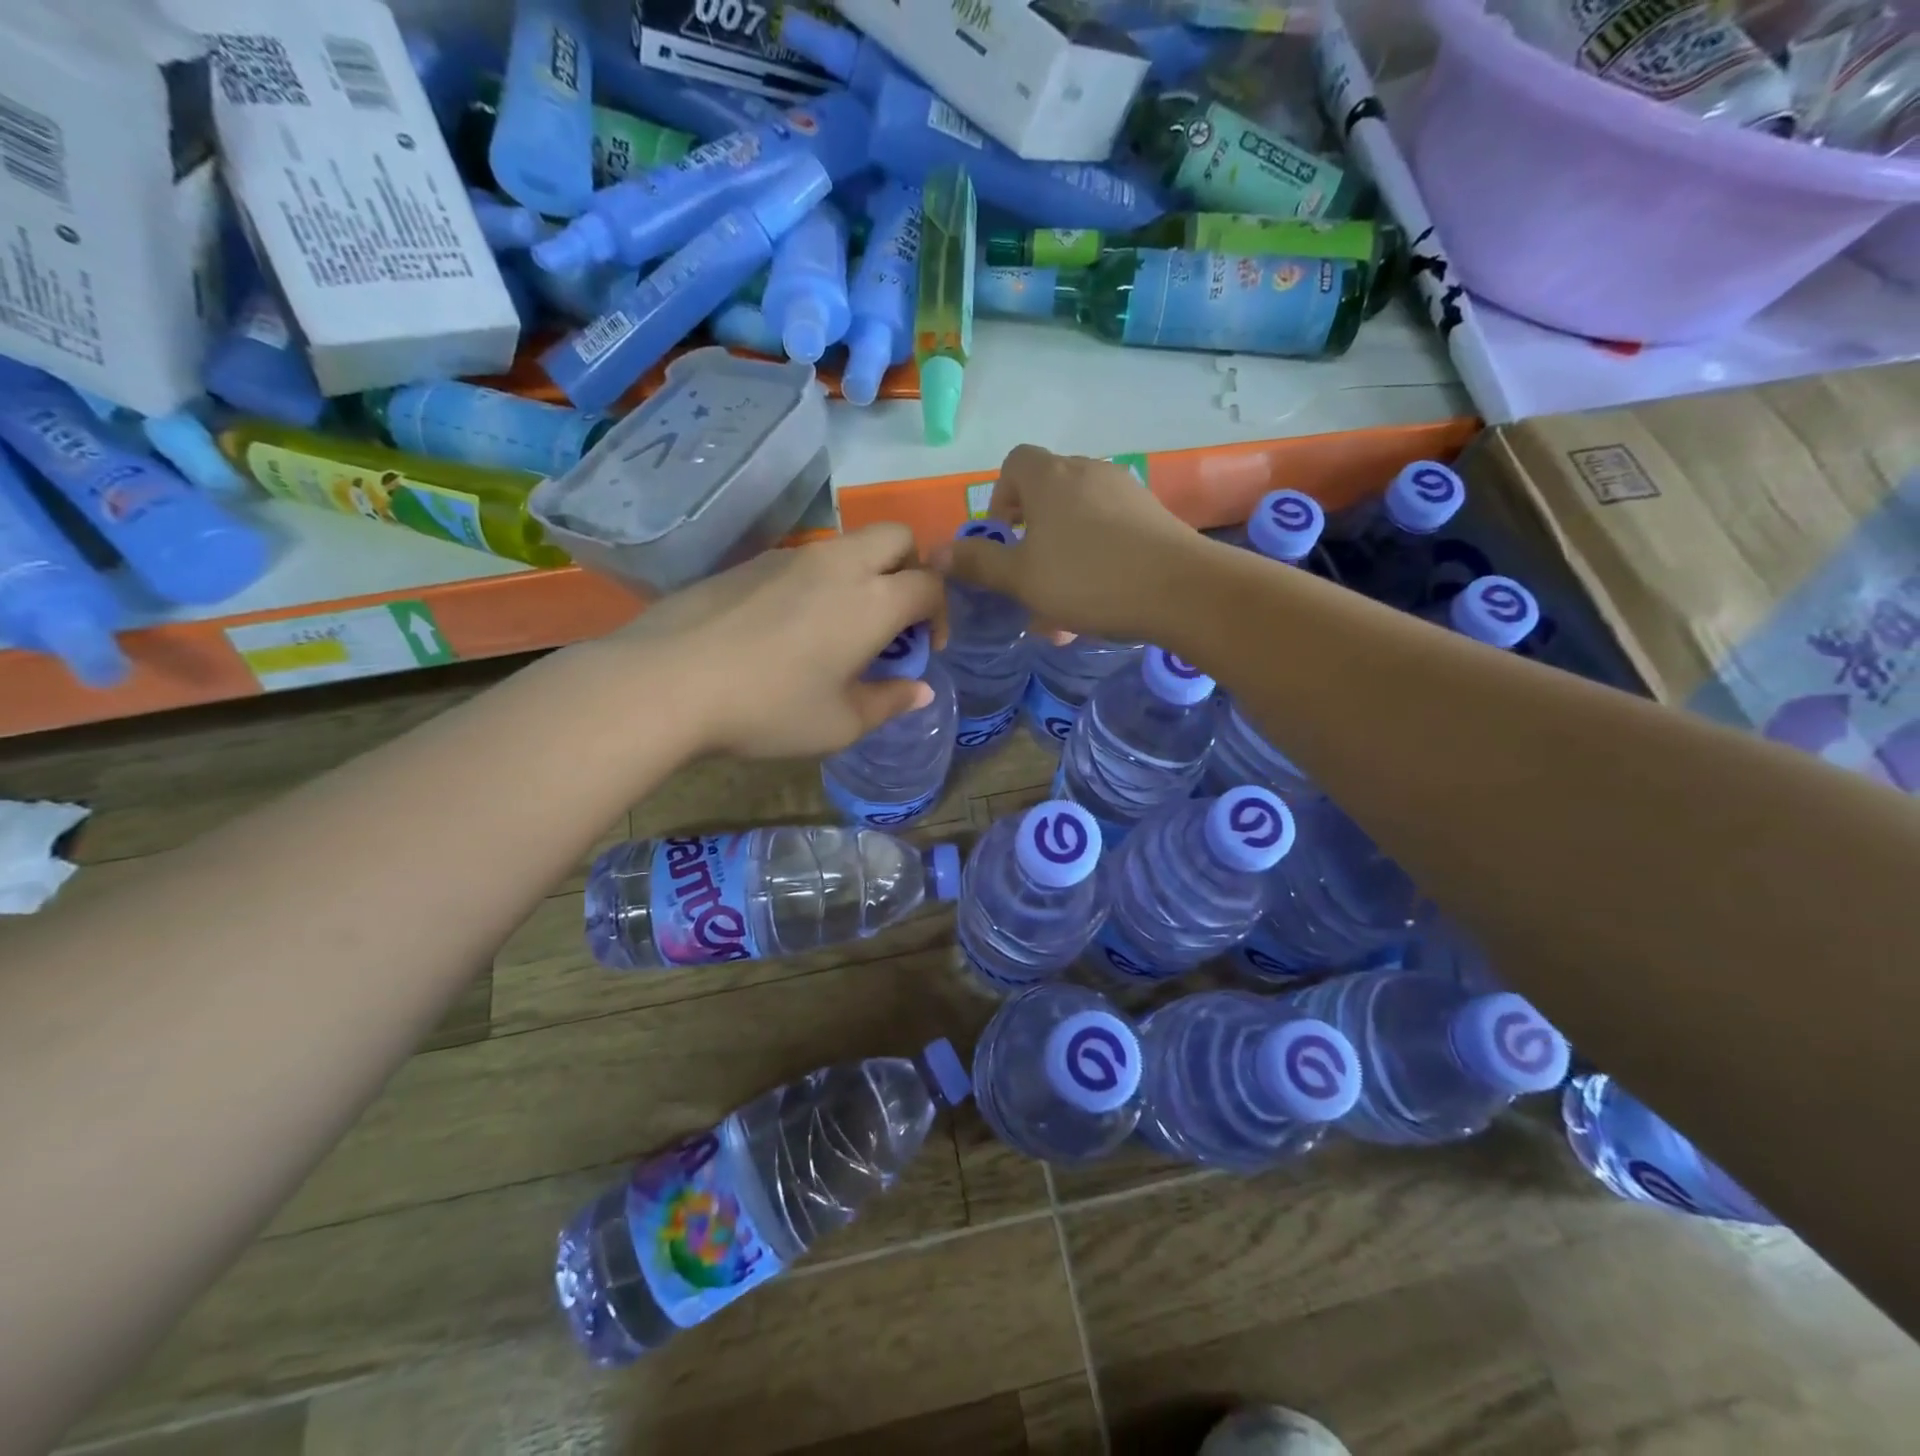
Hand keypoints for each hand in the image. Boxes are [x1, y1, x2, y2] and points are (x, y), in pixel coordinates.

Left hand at [604, 525, 947, 759]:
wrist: (668, 681)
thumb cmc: (770, 708)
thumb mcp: (840, 724)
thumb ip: (889, 702)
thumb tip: (921, 689)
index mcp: (873, 600)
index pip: (929, 584)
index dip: (940, 614)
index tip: (925, 648)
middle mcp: (839, 565)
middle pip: (897, 537)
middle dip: (911, 569)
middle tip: (894, 618)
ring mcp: (791, 557)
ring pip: (849, 544)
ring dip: (864, 574)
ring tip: (841, 627)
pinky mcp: (751, 563)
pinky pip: (805, 560)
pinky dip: (821, 581)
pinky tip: (790, 627)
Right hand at [938, 445, 1203, 643]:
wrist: (1182, 590)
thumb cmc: (1088, 579)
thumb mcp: (1022, 578)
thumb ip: (978, 563)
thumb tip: (935, 554)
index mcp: (1050, 477)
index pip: (1014, 464)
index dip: (1000, 498)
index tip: (1003, 537)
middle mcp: (1087, 471)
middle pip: (1047, 491)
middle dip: (1031, 533)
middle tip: (1029, 576)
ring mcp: (1125, 490)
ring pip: (1079, 517)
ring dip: (1062, 553)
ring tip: (1063, 604)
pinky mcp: (1152, 514)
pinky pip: (1109, 530)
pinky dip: (1095, 557)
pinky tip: (1099, 599)